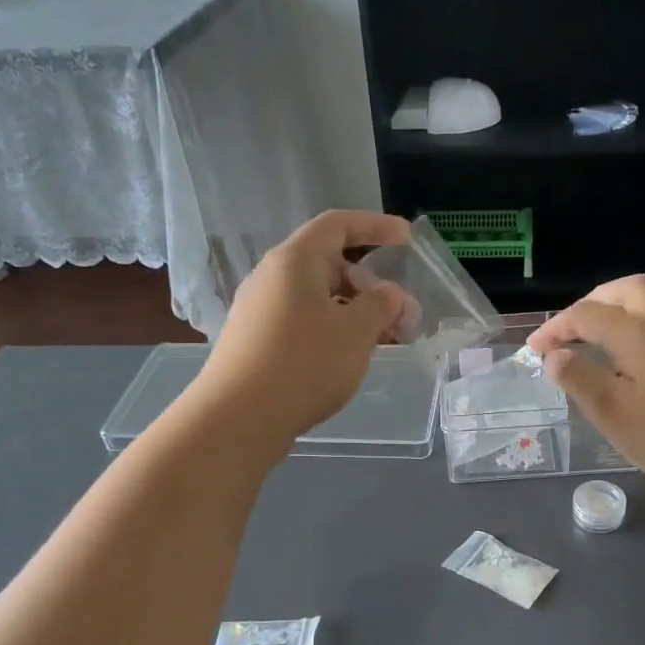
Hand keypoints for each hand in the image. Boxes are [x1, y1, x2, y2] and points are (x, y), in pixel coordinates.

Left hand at [196, 210, 411, 445]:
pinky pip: (303, 323)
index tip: (406, 239)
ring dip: (355, 312)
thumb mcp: (355, 332)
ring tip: (383, 341)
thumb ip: (381, 305)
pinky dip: (333, 331)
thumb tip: (390, 294)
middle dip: (371, 284)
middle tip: (403, 314)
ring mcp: (260, 311)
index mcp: (294, 261)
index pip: (338, 225)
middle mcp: (272, 278)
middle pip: (329, 265)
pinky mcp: (256, 342)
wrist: (238, 419)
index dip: (375, 226)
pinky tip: (349, 358)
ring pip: (318, 299)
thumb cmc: (303, 364)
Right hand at [527, 275, 644, 486]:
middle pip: (630, 289)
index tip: (536, 349)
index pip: (586, 315)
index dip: (556, 327)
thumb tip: (555, 355)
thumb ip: (578, 378)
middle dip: (598, 300)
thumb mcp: (609, 411)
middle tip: (578, 326)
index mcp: (635, 333)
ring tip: (635, 320)